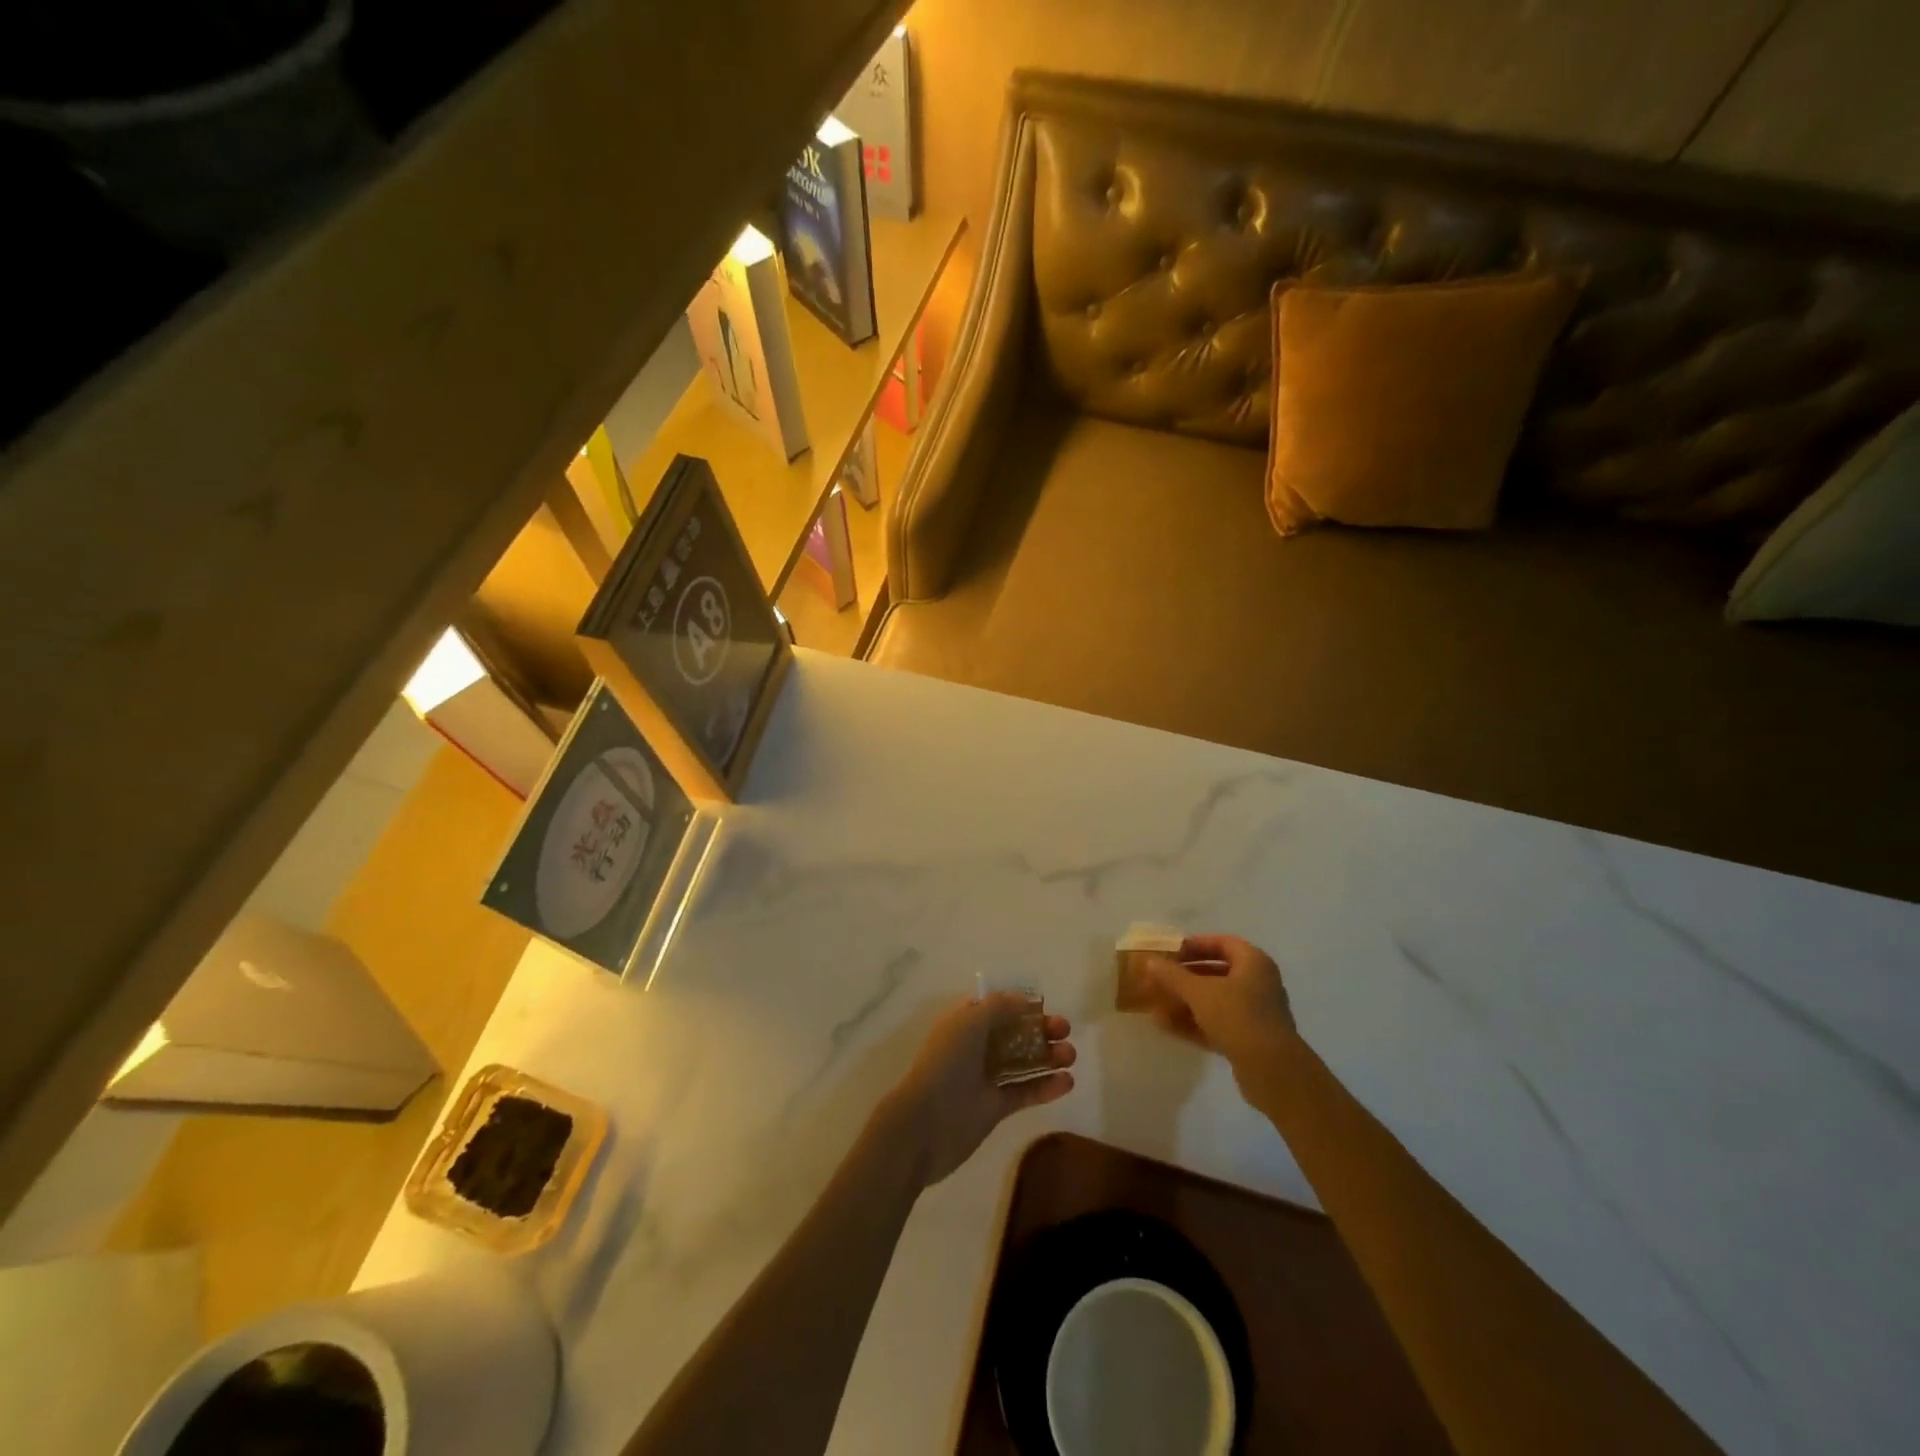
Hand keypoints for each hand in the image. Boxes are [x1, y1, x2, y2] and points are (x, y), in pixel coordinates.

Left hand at [879, 993, 1075, 1188]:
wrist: (925, 1125)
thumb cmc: (945, 1064)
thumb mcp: (969, 1023)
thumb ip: (997, 1007)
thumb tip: (1023, 999)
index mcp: (963, 1022)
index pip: (994, 1006)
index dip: (1018, 1003)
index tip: (1043, 1004)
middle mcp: (974, 1047)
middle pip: (1013, 1032)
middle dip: (1039, 1029)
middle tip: (1065, 1030)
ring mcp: (985, 1078)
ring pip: (1022, 1062)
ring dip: (1047, 1057)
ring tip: (1071, 1056)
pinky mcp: (995, 1107)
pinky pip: (1024, 1092)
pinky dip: (1045, 1087)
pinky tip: (1067, 1082)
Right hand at [1144, 934, 1298, 1075]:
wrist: (1272, 1070)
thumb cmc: (1237, 1016)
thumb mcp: (1199, 992)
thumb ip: (1173, 975)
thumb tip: (1150, 962)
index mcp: (1253, 963)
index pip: (1222, 943)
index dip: (1195, 945)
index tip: (1170, 952)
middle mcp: (1258, 984)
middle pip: (1216, 972)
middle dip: (1185, 976)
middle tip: (1159, 978)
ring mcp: (1254, 1013)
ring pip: (1214, 1001)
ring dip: (1185, 1001)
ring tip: (1155, 1003)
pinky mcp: (1249, 1040)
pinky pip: (1216, 1024)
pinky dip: (1193, 1023)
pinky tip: (1165, 1025)